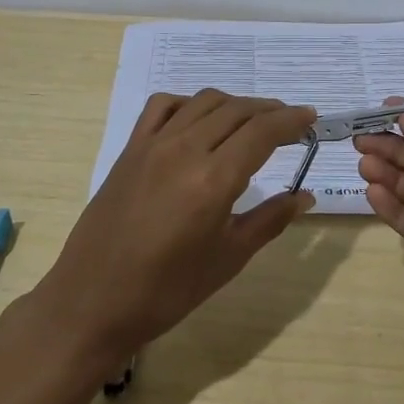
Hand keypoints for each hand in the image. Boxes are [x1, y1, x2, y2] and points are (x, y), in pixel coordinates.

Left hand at [39, 90, 315, 369]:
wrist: (93, 301)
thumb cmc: (167, 291)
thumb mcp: (228, 259)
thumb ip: (269, 220)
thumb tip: (305, 196)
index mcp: (214, 180)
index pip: (262, 131)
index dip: (291, 120)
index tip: (311, 119)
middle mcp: (185, 149)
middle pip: (237, 110)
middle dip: (269, 110)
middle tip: (290, 122)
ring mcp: (153, 144)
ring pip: (203, 102)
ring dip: (235, 104)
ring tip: (252, 120)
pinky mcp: (130, 149)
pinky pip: (163, 106)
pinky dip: (189, 103)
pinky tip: (199, 120)